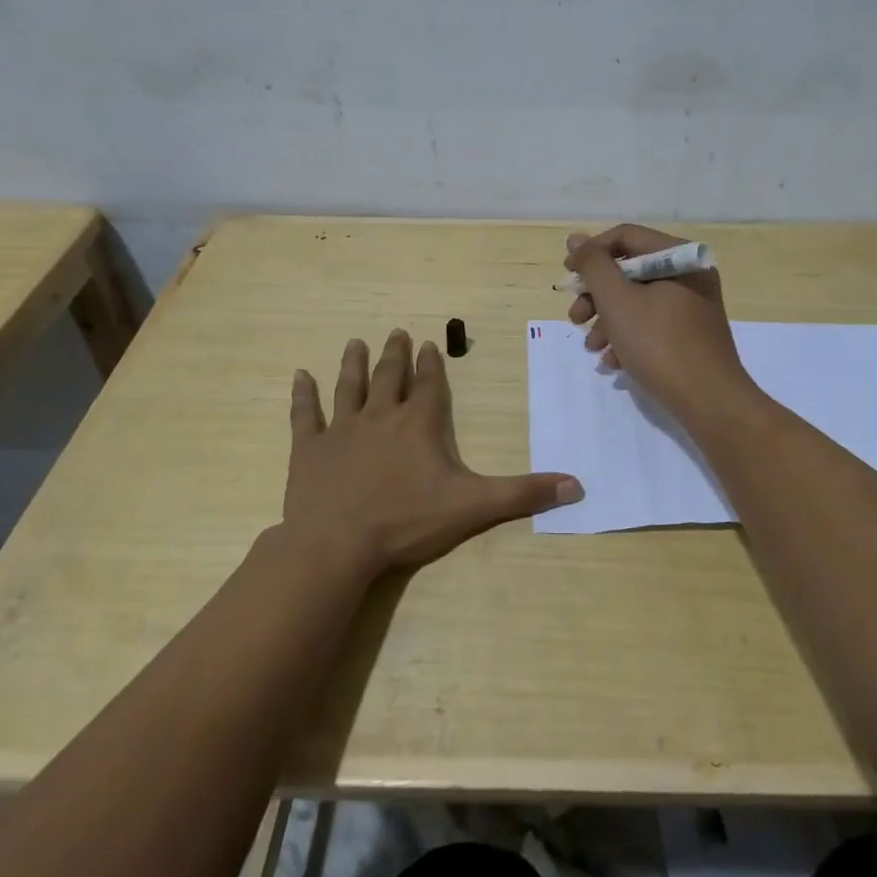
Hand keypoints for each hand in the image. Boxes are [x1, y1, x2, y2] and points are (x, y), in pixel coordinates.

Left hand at [282, 330, 582, 575]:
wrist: (337, 544)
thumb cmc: (407, 521)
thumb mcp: (474, 507)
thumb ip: (523, 493)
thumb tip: (577, 485)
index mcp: (419, 424)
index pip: (428, 385)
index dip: (429, 364)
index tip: (427, 343)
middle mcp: (381, 415)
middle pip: (389, 376)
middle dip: (395, 354)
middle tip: (396, 332)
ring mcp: (341, 429)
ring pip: (349, 386)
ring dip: (353, 363)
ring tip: (355, 342)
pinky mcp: (310, 448)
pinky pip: (305, 414)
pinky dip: (303, 394)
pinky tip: (299, 376)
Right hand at [565, 224, 756, 424]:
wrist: (710, 402)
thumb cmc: (660, 344)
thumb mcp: (618, 301)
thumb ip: (594, 266)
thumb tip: (576, 239)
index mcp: (679, 257)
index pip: (625, 237)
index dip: (591, 253)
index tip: (568, 278)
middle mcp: (689, 274)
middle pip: (630, 271)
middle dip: (597, 296)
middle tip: (575, 318)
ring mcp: (693, 305)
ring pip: (637, 301)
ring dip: (607, 321)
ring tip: (592, 347)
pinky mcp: (691, 334)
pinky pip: (652, 324)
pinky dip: (628, 337)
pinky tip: (613, 362)